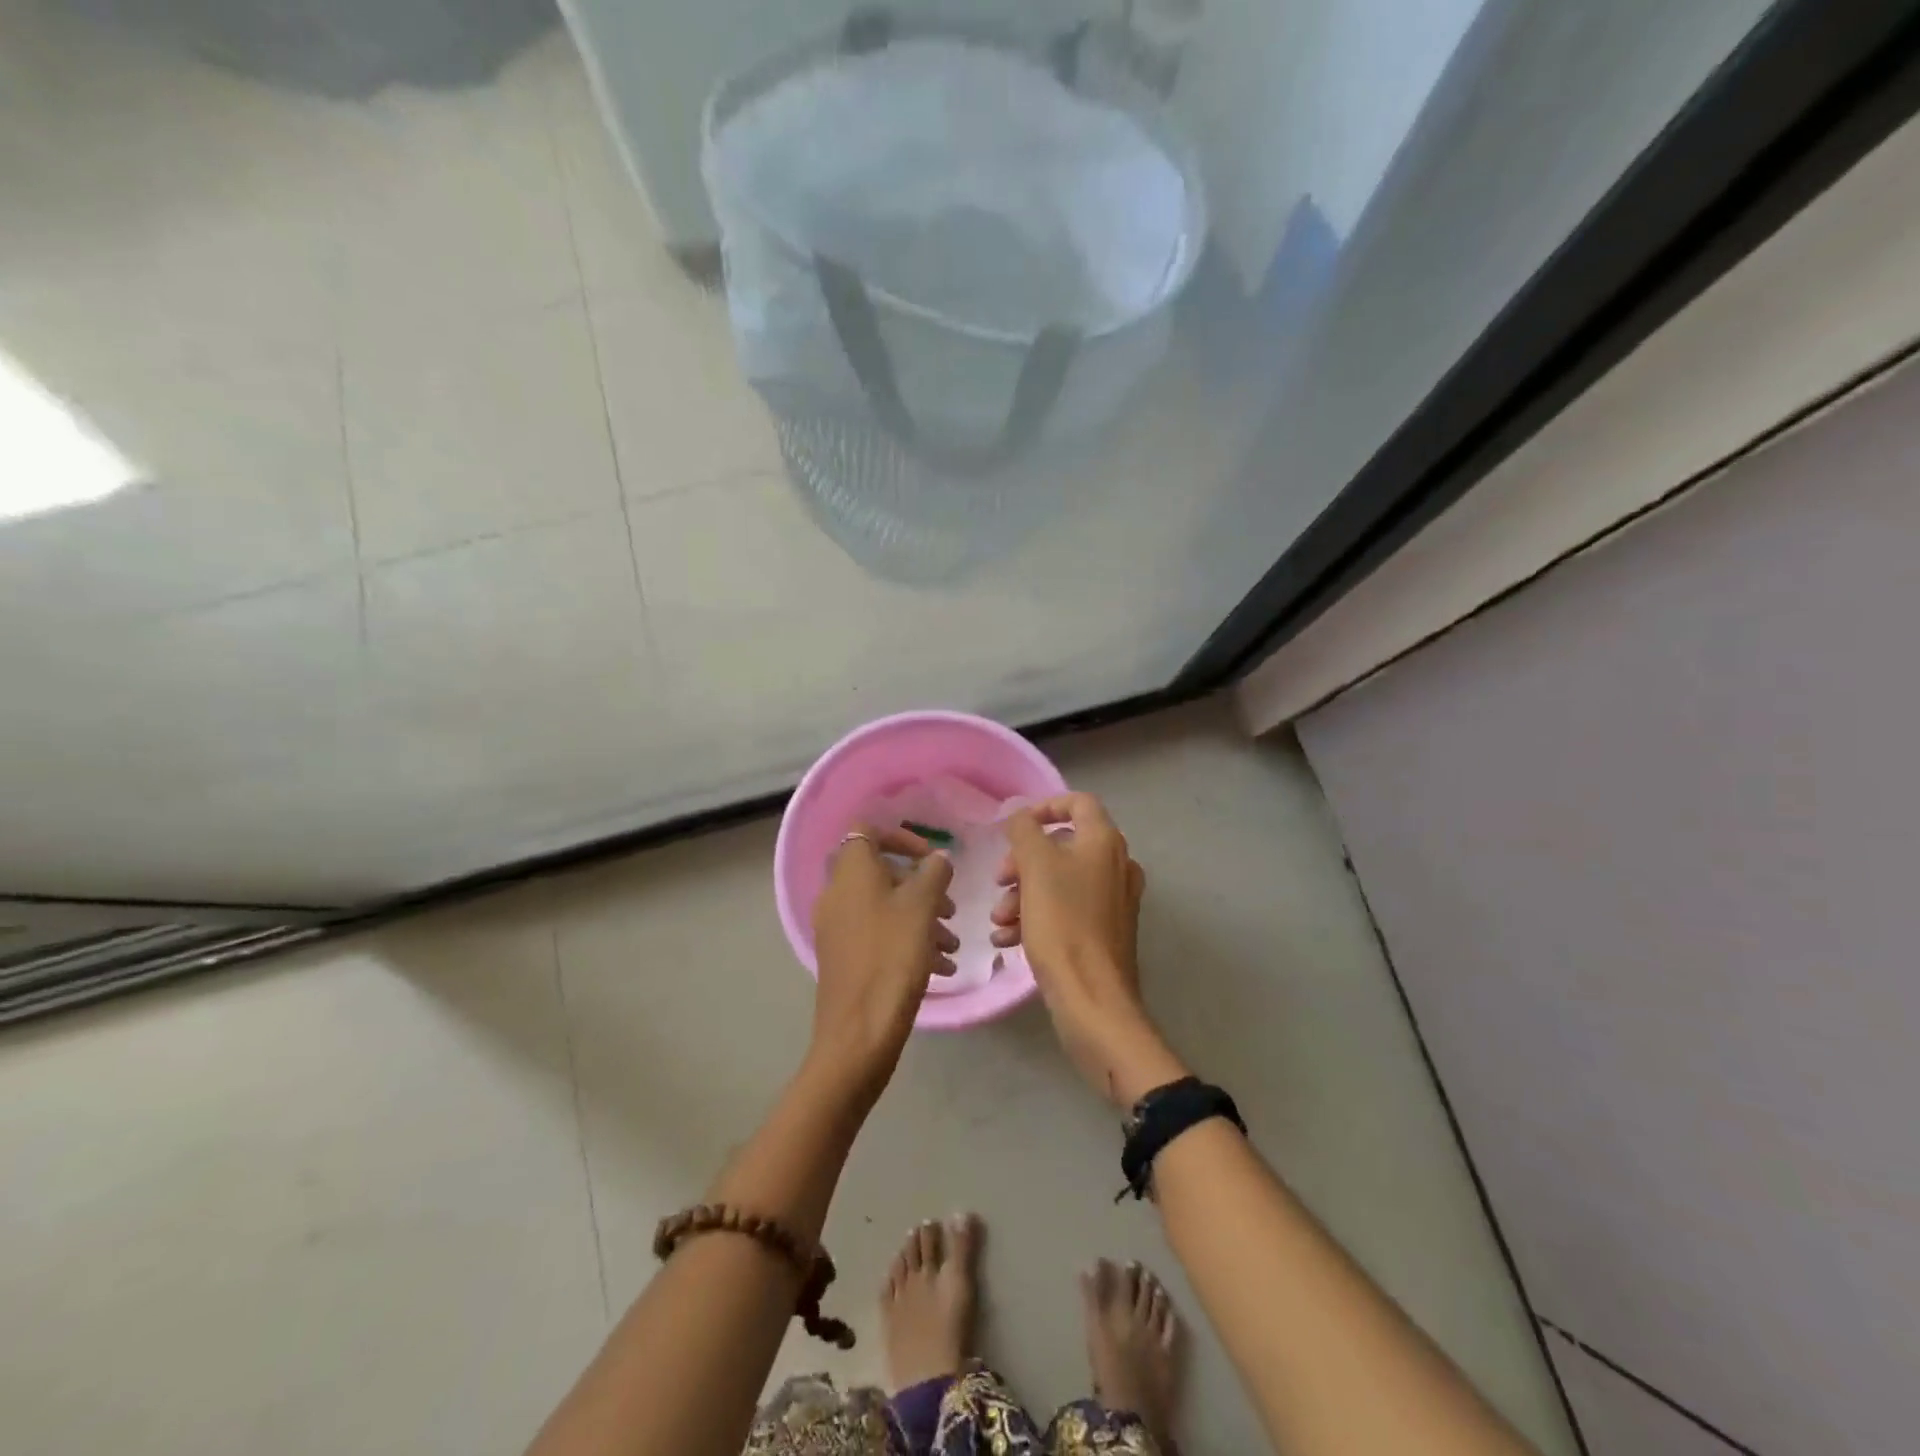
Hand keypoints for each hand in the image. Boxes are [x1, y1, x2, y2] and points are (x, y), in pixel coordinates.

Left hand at [809, 826, 957, 1104]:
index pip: (866, 830)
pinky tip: (940, 968)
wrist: (858, 1032)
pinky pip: (878, 934)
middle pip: (881, 872)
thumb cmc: (892, 956)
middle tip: (949, 909)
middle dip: (920, 886)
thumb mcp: (922, 907)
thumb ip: (934, 873)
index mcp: (851, 871)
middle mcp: (837, 893)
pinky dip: (907, 941)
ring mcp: (837, 927)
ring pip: (884, 907)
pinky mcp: (843, 956)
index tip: (930, 859)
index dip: (900, 837)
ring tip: (951, 945)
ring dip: (920, 918)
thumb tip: (937, 859)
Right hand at [991, 794, 1186, 1106]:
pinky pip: (1066, 910)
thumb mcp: (1035, 867)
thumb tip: (1019, 815)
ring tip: (999, 921)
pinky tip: (1009, 940)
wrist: (1093, 999)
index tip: (1014, 828)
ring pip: (1059, 881)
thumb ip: (1024, 830)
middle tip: (999, 881)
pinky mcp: (1104, 931)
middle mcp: (1116, 865)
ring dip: (1023, 894)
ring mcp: (1113, 900)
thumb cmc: (1063, 923)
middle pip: (1062, 845)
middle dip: (1023, 862)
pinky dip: (1037, 917)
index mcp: (1104, 842)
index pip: (1077, 802)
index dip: (1044, 807)